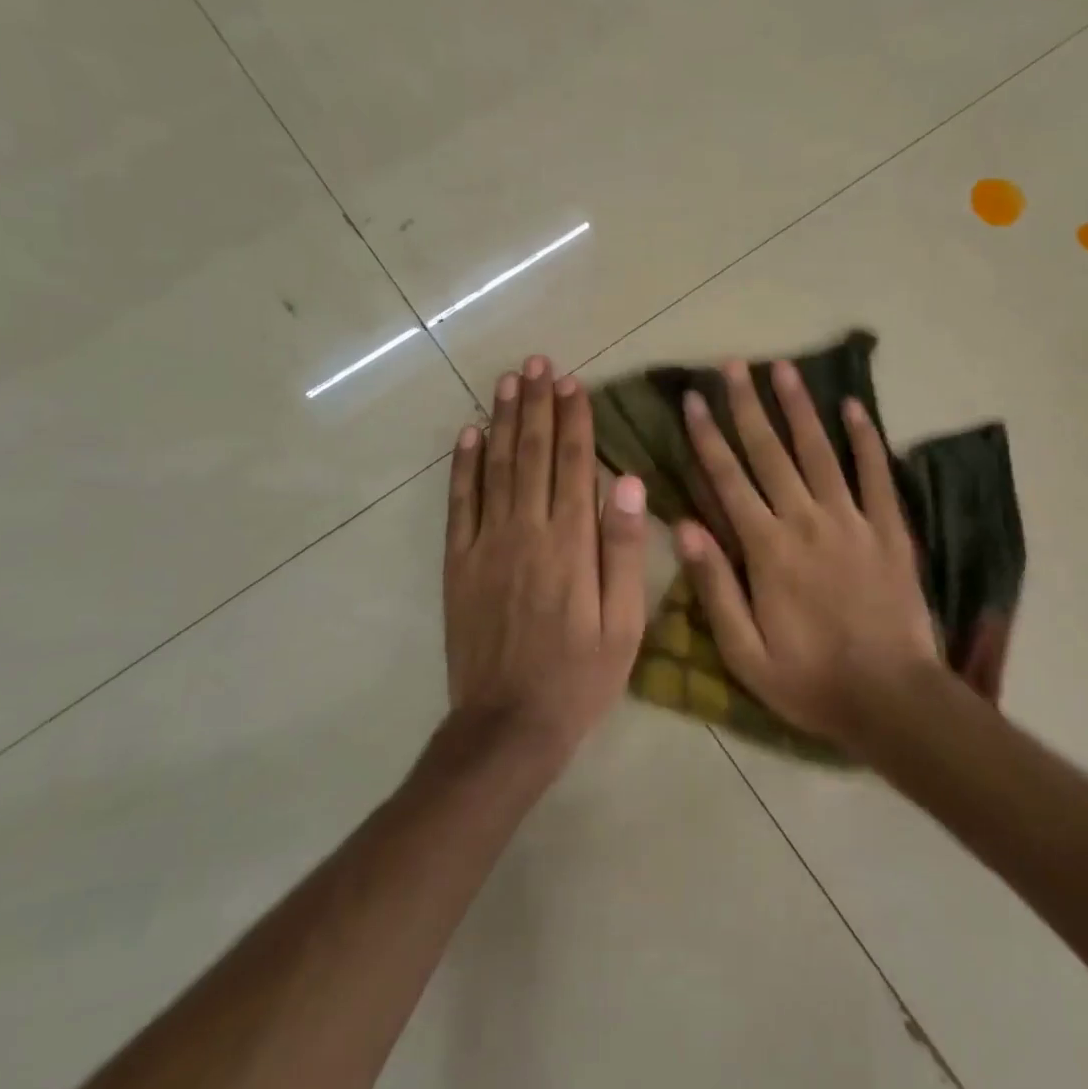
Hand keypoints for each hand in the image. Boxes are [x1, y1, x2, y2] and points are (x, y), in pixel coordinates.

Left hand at [443, 355, 648, 767]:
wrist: (509, 725)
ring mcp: (486, 544)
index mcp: (571, 543)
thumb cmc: (580, 675)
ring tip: (509, 381)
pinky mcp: (457, 563)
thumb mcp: (625, 622)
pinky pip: (459, 503)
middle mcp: (526, 531)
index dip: (574, 420)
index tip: (574, 383)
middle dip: (537, 405)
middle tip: (539, 363)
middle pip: (532, 454)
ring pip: (495, 467)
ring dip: (502, 420)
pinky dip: (462, 465)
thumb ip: (625, 550)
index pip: (573, 465)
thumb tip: (629, 482)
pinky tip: (468, 434)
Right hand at [676, 359, 940, 753]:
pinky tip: (854, 406)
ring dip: (799, 407)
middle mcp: (807, 520)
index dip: (707, 436)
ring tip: (783, 368)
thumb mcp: (745, 652)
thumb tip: (683, 526)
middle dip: (747, 405)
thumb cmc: (810, 680)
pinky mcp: (888, 529)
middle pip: (770, 452)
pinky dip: (865, 438)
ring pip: (819, 451)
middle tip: (733, 364)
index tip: (692, 399)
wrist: (893, 699)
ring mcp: (852, 520)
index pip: (729, 479)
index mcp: (768, 549)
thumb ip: (714, 587)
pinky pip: (875, 474)